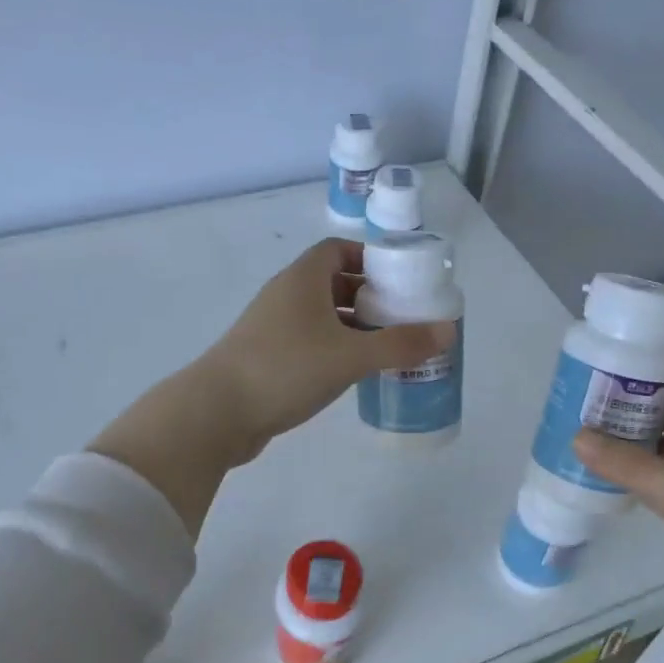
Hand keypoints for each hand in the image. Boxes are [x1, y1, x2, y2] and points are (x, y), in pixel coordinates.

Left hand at [91, 240, 455, 535]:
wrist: (215, 413)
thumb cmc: (285, 369)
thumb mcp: (350, 356)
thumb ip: (400, 344)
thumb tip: (447, 331)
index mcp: (302, 279)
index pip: (338, 249)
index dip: (370, 258)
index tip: (400, 279)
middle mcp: (285, 296)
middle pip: (333, 283)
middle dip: (369, 296)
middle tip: (403, 317)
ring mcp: (272, 328)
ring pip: (321, 317)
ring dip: (353, 327)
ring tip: (387, 348)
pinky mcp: (266, 358)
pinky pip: (309, 343)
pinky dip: (333, 350)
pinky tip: (353, 373)